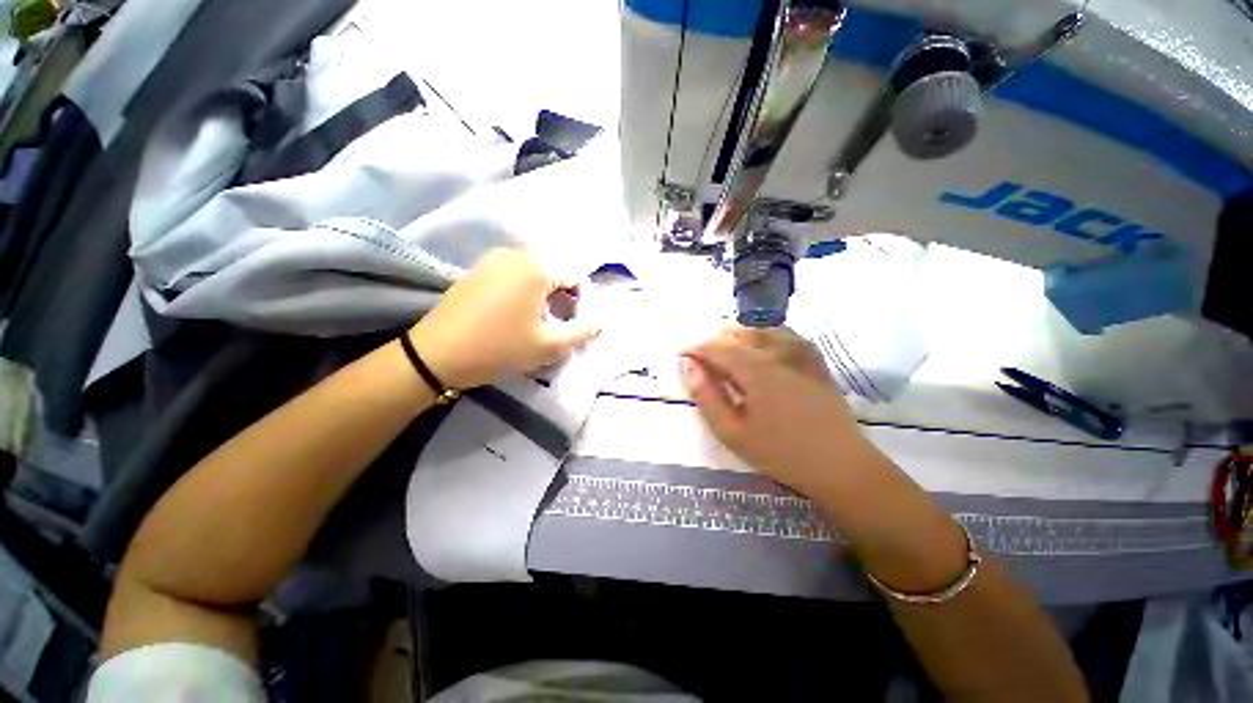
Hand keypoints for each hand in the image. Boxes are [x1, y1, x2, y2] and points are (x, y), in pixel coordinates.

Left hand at [409, 249, 599, 387]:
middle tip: (550, 322)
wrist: (437, 354)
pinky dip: (520, 288)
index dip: (578, 302)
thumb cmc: (501, 348)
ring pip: (533, 271)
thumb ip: (583, 331)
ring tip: (530, 319)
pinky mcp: (477, 268)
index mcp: (537, 267)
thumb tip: (602, 320)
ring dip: (540, 292)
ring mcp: (492, 258)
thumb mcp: (550, 345)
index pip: (574, 277)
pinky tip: (508, 312)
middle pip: (553, 271)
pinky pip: (511, 272)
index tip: (566, 324)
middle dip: (559, 295)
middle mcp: (516, 254)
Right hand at [681, 326, 881, 498]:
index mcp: (755, 370)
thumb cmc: (780, 453)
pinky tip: (763, 343)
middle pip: (739, 335)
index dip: (696, 348)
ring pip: (763, 330)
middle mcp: (777, 353)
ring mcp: (800, 355)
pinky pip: (787, 335)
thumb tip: (688, 365)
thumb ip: (706, 396)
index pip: (717, 347)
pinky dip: (768, 334)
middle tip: (702, 357)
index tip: (682, 354)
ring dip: (739, 334)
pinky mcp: (815, 362)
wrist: (840, 466)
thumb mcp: (732, 432)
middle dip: (715, 341)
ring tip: (726, 346)